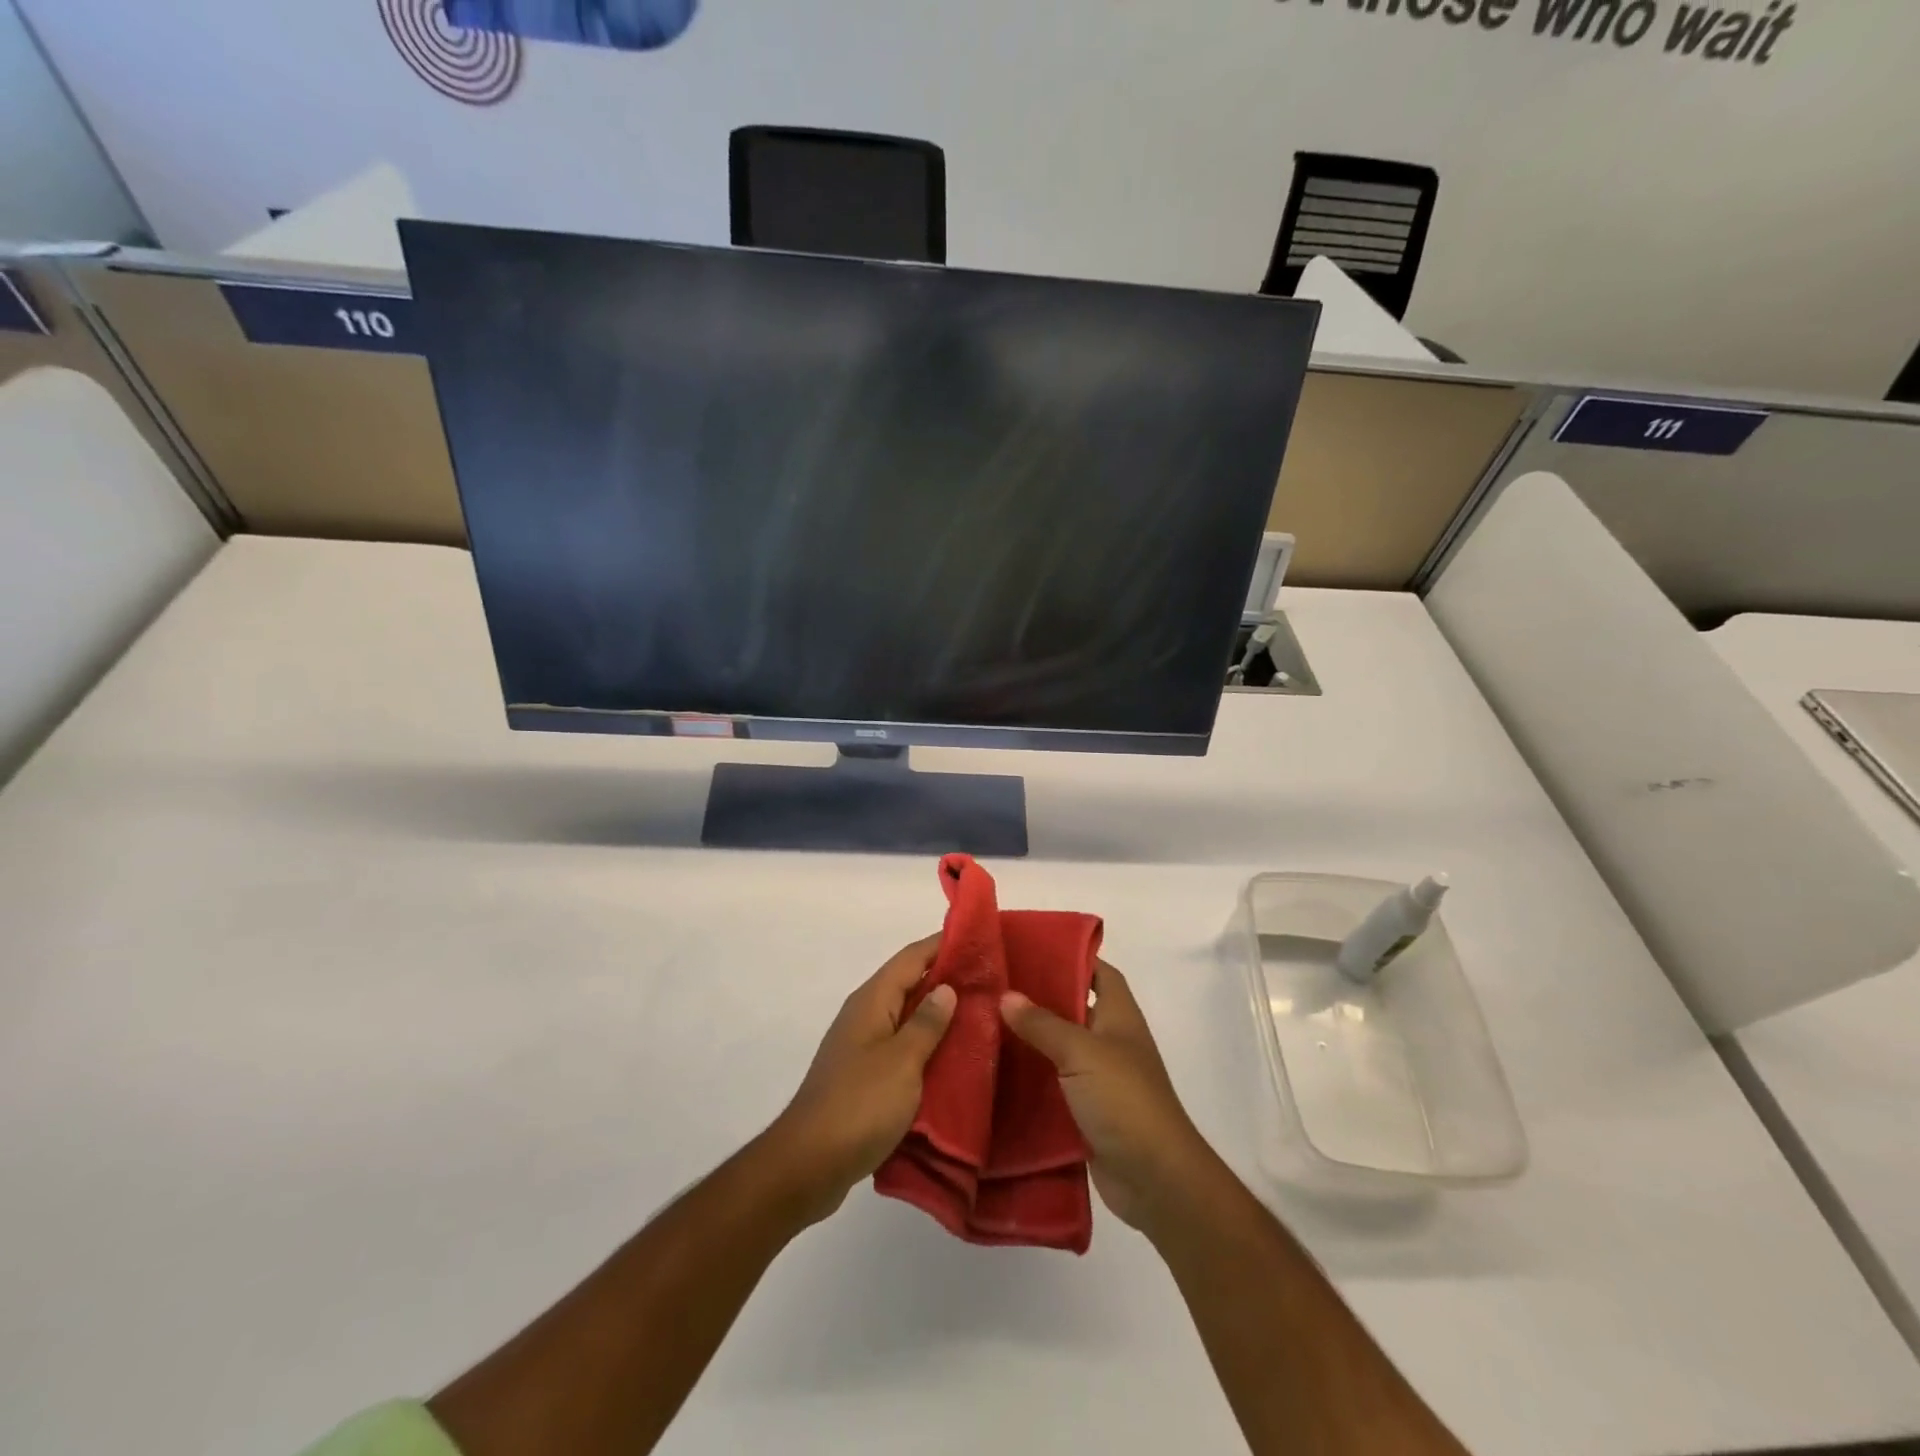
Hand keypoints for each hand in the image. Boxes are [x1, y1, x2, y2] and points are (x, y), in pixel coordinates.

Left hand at [766, 935, 956, 1225]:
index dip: (943, 944)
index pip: (911, 957)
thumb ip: (927, 1023)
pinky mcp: (865, 1077)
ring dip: (939, 1014)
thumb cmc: (859, 1105)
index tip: (979, 938)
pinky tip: (953, 1059)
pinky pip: (902, 1047)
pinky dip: (927, 1046)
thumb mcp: (902, 1061)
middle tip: (992, 980)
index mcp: (872, 1001)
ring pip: (907, 1017)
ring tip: (982, 1016)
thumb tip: (946, 987)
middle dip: (947, 978)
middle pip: (909, 983)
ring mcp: (863, 1047)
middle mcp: (865, 1016)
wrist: (808, 1164)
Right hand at [1000, 959, 1211, 1234]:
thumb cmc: (1125, 1100)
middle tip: (995, 987)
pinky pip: (1054, 1087)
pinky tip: (996, 1074)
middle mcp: (1111, 1042)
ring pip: (1060, 1050)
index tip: (1031, 950)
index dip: (1072, 958)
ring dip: (1030, 1042)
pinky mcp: (1086, 1113)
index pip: (1100, 972)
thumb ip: (1043, 1024)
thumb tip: (1006, 995)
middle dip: (1039, 999)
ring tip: (984, 1025)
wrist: (1155, 1178)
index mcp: (1120, 1016)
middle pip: (1074, 1009)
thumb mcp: (1081, 1052)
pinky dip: (1031, 1081)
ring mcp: (1100, 1079)